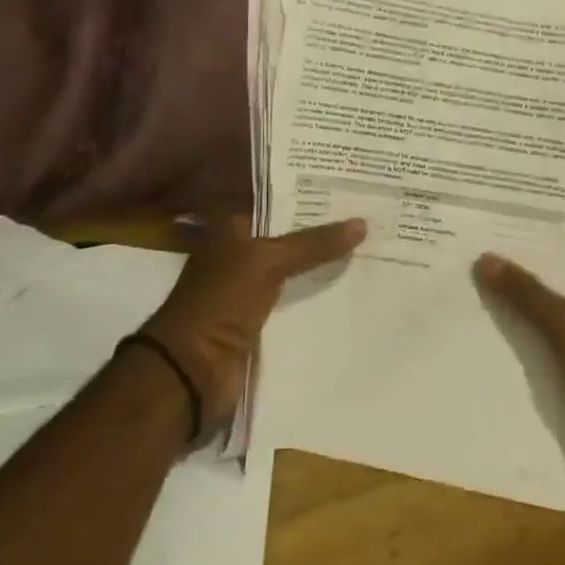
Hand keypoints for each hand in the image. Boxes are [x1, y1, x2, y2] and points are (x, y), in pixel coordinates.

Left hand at [140, 216, 365, 443]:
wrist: (193, 369)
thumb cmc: (221, 301)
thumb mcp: (267, 261)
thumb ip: (313, 243)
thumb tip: (361, 223)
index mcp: (231, 230)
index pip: (279, 206)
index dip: (312, 201)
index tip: (353, 195)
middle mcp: (240, 256)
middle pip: (290, 240)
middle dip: (325, 236)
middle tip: (371, 223)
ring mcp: (249, 292)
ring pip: (296, 273)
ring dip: (324, 269)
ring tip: (371, 254)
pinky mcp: (261, 324)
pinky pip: (296, 305)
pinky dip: (318, 301)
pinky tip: (353, 293)